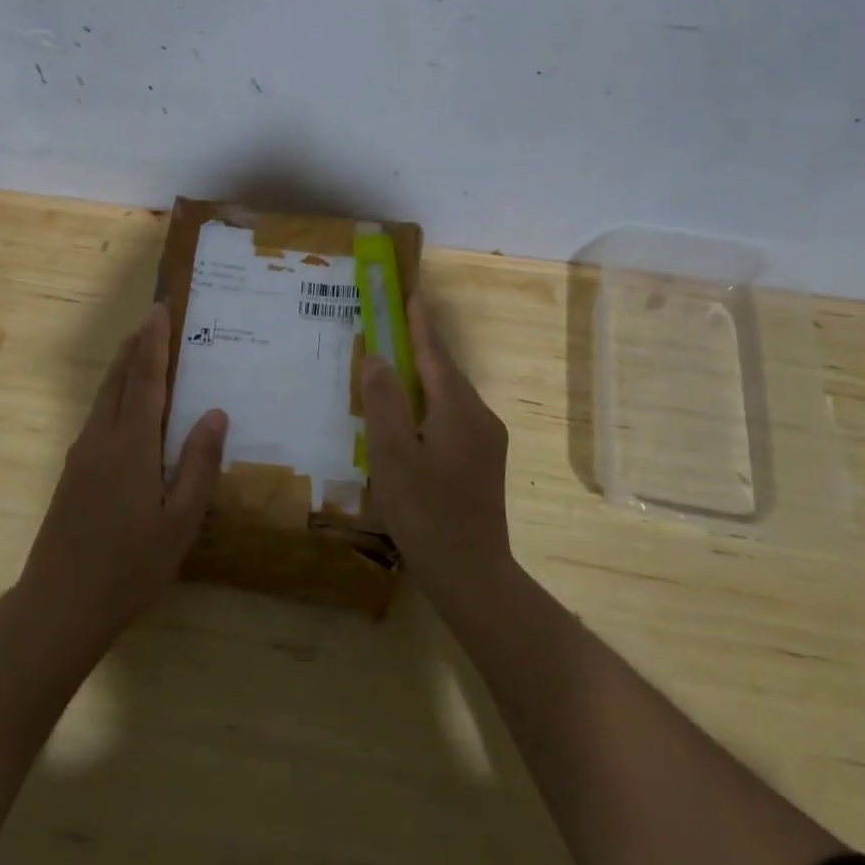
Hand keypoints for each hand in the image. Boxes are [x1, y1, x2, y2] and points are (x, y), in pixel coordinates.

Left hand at [20, 304, 226, 648]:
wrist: (59, 606)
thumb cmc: (129, 567)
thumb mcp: (180, 522)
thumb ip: (199, 465)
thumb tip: (215, 413)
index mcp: (131, 446)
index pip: (145, 379)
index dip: (154, 342)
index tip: (161, 309)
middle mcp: (101, 438)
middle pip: (119, 377)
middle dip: (137, 344)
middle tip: (155, 316)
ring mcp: (82, 454)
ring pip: (104, 395)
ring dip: (124, 365)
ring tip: (143, 347)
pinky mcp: (73, 472)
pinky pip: (98, 415)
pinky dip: (116, 391)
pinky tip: (128, 405)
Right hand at [360, 299, 514, 604]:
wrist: (472, 574)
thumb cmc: (425, 512)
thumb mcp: (392, 455)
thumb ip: (383, 401)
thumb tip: (377, 355)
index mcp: (458, 408)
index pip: (434, 351)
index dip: (418, 320)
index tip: (409, 291)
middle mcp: (479, 415)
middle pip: (444, 370)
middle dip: (419, 344)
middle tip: (392, 323)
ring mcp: (487, 440)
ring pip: (449, 395)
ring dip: (423, 376)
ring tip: (394, 366)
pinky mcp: (484, 461)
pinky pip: (453, 416)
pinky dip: (430, 403)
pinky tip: (411, 416)